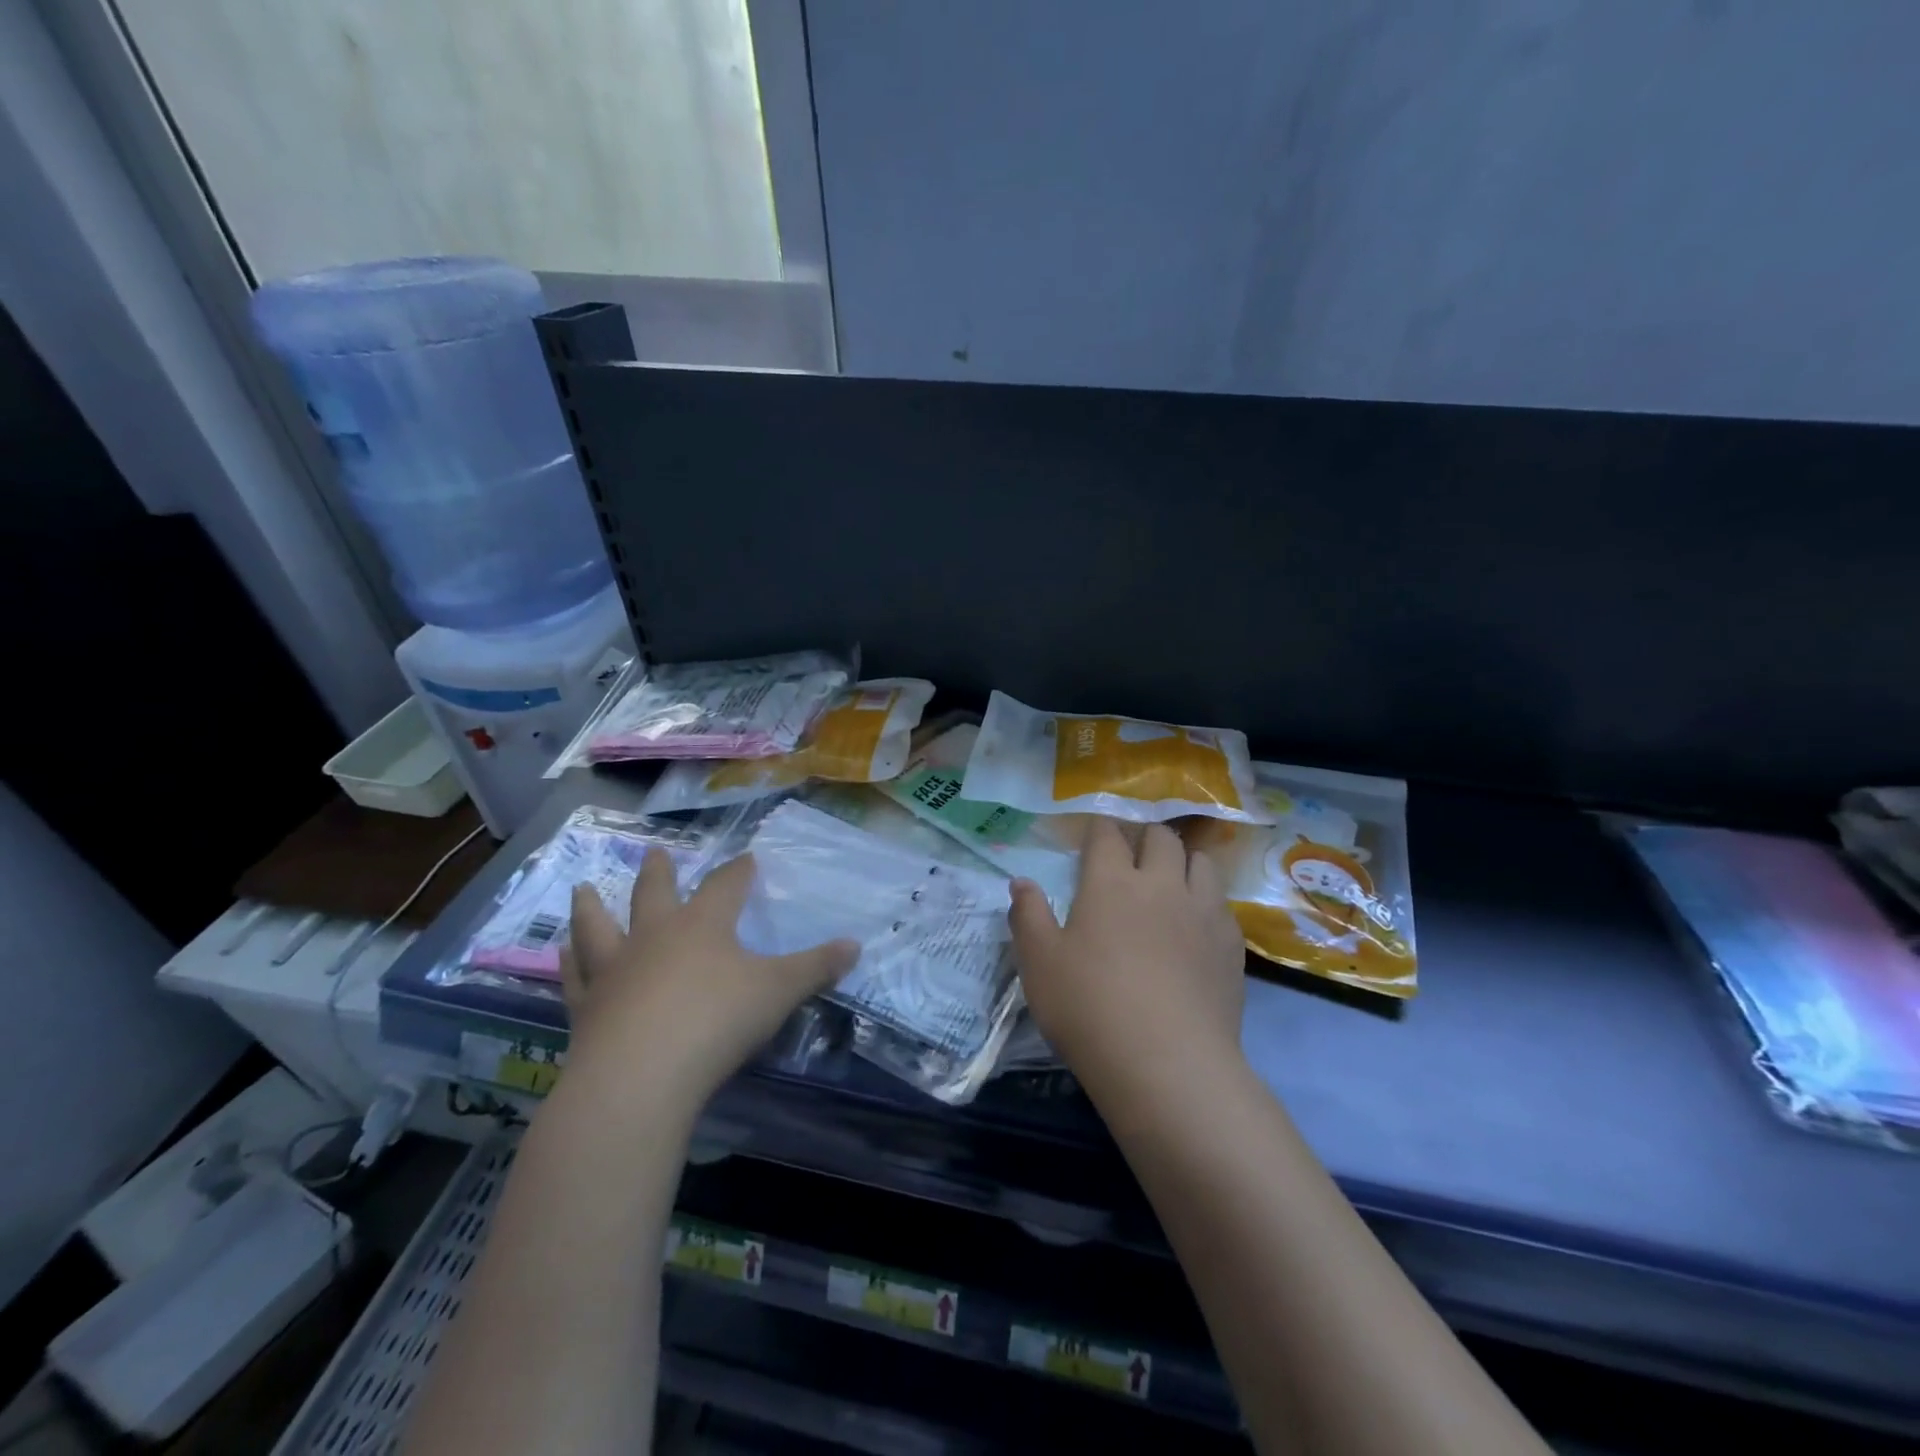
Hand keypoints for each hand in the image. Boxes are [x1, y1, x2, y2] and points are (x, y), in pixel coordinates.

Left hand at [560, 850, 856, 1105]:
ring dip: (592, 907)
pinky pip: (574, 977)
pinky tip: (559, 952)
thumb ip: (816, 967)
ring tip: (582, 889)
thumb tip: (855, 944)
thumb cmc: (717, 1021)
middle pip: (655, 894)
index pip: (726, 886)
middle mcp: (655, 936)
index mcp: (703, 925)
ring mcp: (615, 970)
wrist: (641, 1075)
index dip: (739, 872)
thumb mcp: (779, 992)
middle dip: (659, 872)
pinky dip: (568, 962)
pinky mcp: (587, 1008)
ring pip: (599, 927)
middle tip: (654, 852)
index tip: (748, 859)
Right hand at [1009, 820, 1245, 1101]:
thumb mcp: (1039, 963)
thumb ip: (1028, 915)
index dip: (1100, 829)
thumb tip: (1020, 881)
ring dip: (1184, 862)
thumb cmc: (1089, 1007)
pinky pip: (1222, 904)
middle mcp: (1161, 884)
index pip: (1108, 834)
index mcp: (1111, 882)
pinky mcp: (1231, 944)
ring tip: (1172, 881)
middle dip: (1144, 837)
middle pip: (1160, 838)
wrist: (1167, 1063)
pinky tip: (1197, 926)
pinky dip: (1207, 901)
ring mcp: (1202, 912)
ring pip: (1201, 862)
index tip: (1095, 835)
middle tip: (1132, 856)